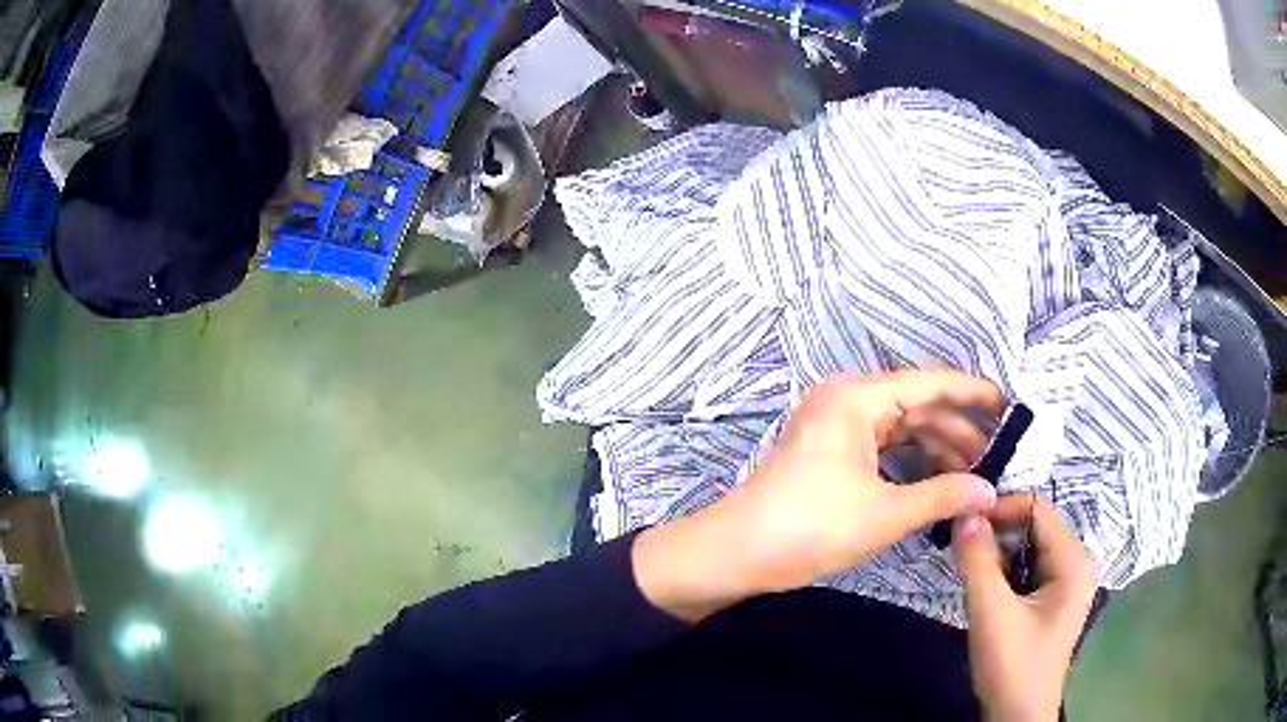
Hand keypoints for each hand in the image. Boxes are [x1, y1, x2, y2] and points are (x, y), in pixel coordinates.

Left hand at [633, 369, 1004, 620]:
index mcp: (858, 397)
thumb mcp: (884, 514)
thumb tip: (990, 490)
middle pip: (917, 406)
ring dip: (936, 449)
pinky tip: (937, 482)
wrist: (736, 552)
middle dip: (957, 431)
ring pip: (901, 427)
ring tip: (972, 475)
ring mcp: (836, 424)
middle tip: (995, 457)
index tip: (1008, 406)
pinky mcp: (830, 450)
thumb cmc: (809, 527)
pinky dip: (911, 461)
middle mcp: (847, 399)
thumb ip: (943, 497)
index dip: (972, 393)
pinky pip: (882, 445)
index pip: (930, 383)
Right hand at [954, 497, 1097, 721]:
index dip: (1000, 510)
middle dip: (997, 534)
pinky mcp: (1054, 599)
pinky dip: (1006, 572)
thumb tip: (965, 513)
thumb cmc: (1012, 666)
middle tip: (960, 548)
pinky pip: (1029, 569)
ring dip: (999, 554)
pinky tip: (986, 589)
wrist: (1018, 717)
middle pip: (1035, 528)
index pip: (1038, 510)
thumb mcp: (991, 614)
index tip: (962, 523)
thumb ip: (978, 563)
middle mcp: (1077, 562)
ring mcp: (1068, 582)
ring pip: (1030, 548)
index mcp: (1074, 560)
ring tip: (969, 568)